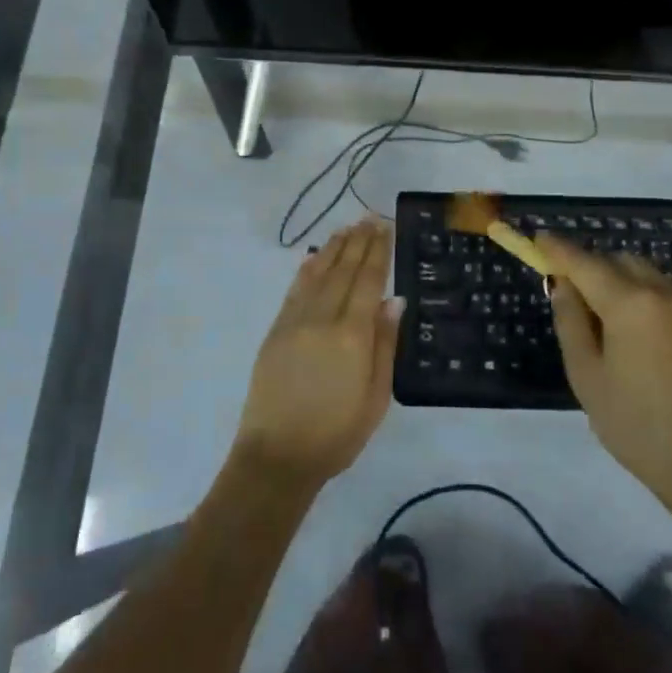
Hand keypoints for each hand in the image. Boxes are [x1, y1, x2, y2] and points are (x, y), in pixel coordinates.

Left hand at [236, 220, 399, 488]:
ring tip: (346, 228)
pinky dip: (306, 269)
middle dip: (358, 242)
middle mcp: (322, 319)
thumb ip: (385, 346)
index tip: (385, 228)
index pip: (368, 282)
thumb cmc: (337, 434)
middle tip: (370, 217)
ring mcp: (295, 322)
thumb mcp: (375, 397)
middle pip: (343, 271)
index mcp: (352, 335)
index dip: (378, 252)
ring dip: (333, 248)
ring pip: (317, 274)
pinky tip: (313, 257)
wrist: (277, 456)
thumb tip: (395, 301)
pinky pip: (294, 291)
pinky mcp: (276, 331)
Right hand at [537, 230, 671, 507]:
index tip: (537, 238)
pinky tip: (625, 329)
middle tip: (564, 291)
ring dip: (613, 278)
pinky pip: (659, 292)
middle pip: (616, 261)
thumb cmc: (634, 424)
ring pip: (641, 273)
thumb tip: (562, 286)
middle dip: (588, 266)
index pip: (585, 263)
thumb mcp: (587, 375)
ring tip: (595, 316)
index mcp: (629, 303)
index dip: (558, 249)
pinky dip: (635, 294)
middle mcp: (661, 293)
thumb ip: (570, 322)